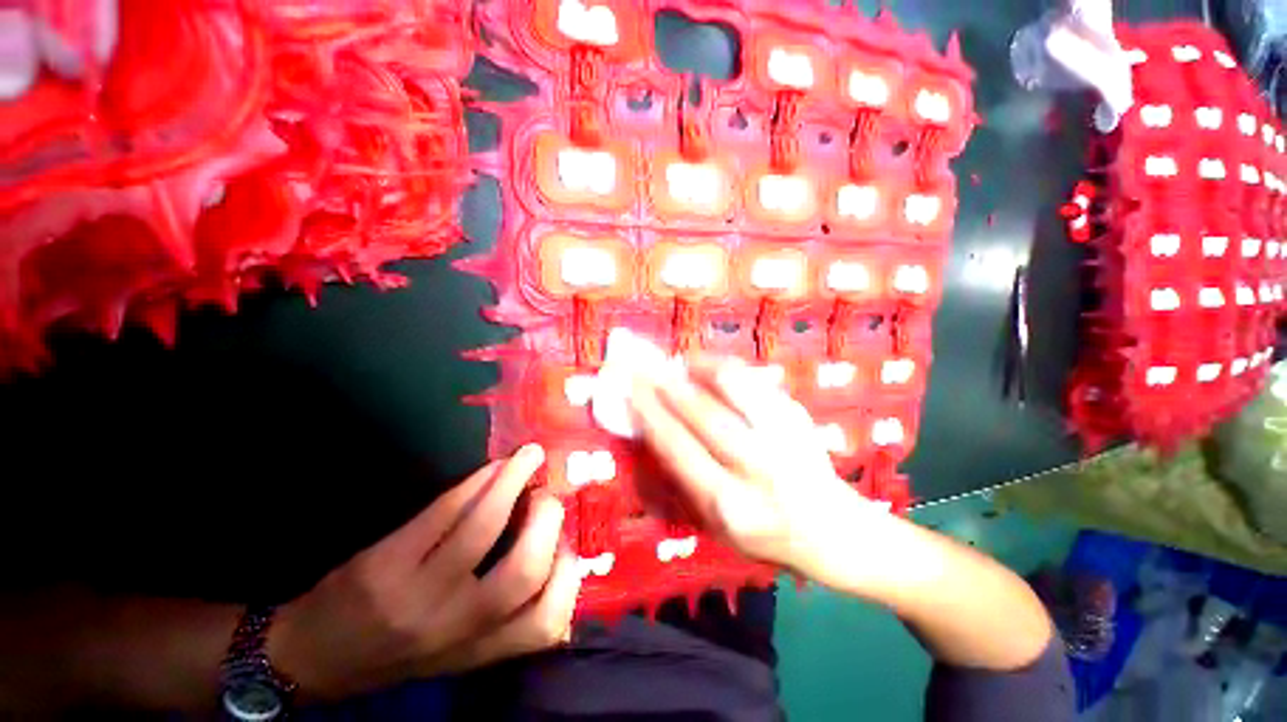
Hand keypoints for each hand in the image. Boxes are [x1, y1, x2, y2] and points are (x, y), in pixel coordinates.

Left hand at [267, 445, 579, 700]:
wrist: (308, 658)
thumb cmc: (394, 652)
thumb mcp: (456, 651)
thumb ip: (505, 616)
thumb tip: (555, 553)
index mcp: (478, 650)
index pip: (545, 623)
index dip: (568, 575)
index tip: (567, 543)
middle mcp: (454, 627)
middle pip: (523, 570)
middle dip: (546, 520)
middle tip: (547, 495)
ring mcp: (416, 595)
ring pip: (483, 526)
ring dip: (514, 479)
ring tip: (529, 456)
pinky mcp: (384, 564)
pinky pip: (445, 510)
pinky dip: (479, 480)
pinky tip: (494, 466)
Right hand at [629, 356, 887, 581]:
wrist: (832, 531)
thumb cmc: (762, 535)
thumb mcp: (712, 526)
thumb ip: (676, 483)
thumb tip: (646, 434)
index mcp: (730, 506)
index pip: (678, 449)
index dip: (650, 414)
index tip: (630, 390)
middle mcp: (758, 471)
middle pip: (703, 415)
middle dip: (666, 386)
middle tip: (643, 367)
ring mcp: (784, 440)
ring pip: (733, 389)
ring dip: (697, 370)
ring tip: (678, 363)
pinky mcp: (799, 419)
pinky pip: (755, 382)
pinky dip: (726, 368)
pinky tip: (708, 367)